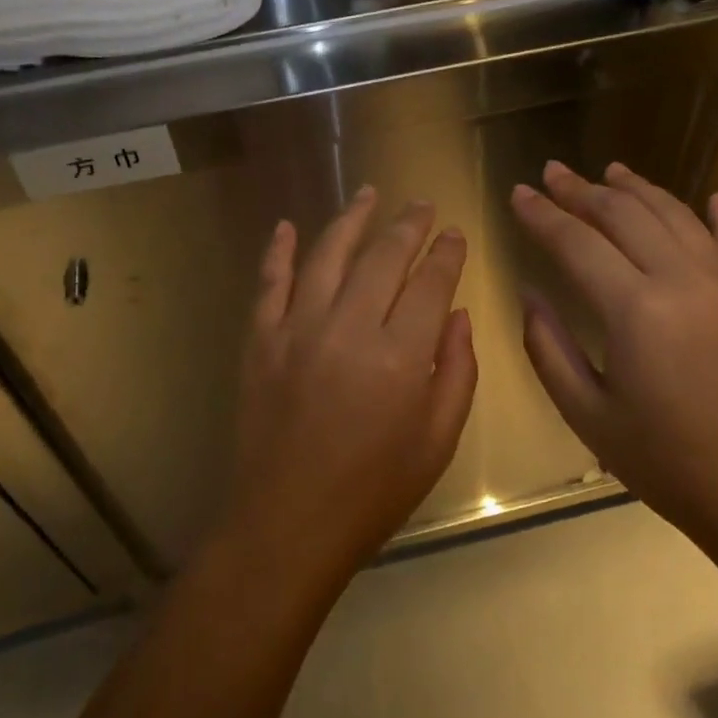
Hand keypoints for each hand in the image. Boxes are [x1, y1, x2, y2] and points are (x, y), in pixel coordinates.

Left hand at [218, 187, 477, 584]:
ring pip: (328, 254)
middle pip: (384, 257)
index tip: (455, 234)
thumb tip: (457, 315)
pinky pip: (269, 282)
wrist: (286, 523)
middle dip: (408, 224)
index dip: (447, 253)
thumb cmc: (373, 491)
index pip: (431, 283)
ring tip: (370, 193)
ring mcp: (297, 328)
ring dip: (351, 219)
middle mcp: (349, 327)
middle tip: (421, 205)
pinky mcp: (260, 339)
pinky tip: (288, 225)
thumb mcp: (438, 441)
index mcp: (401, 356)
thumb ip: (457, 371)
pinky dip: (278, 250)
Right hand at [511, 160, 717, 566]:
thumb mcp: (588, 415)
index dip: (542, 215)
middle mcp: (683, 279)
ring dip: (638, 188)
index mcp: (634, 310)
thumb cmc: (668, 463)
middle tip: (553, 172)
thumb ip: (548, 347)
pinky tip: (708, 198)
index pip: (575, 242)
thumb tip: (530, 293)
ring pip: (676, 214)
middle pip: (624, 214)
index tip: (518, 193)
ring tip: (610, 171)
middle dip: (582, 190)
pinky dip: (717, 214)